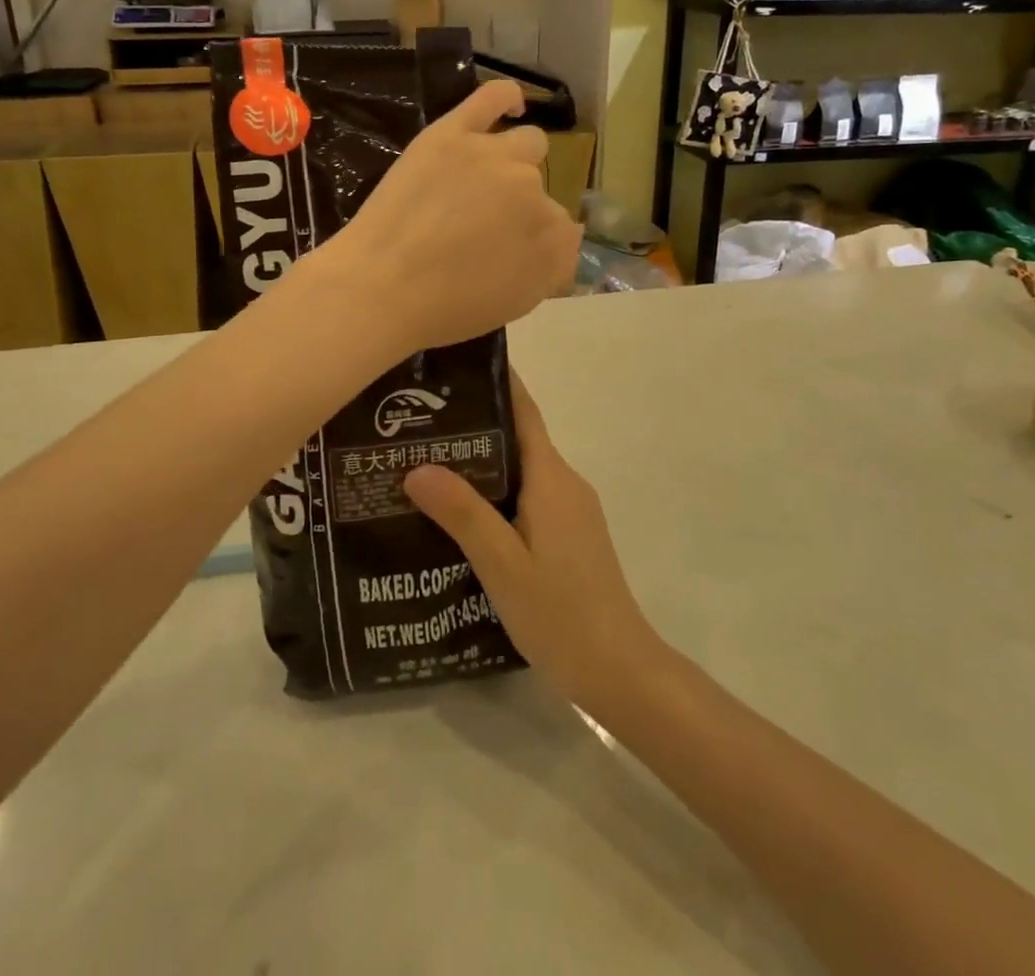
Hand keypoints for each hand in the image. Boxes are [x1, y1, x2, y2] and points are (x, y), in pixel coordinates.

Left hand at [324, 78, 581, 351]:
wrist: (380, 287)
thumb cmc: (445, 308)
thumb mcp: (516, 304)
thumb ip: (551, 269)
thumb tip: (567, 237)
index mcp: (552, 237)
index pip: (561, 230)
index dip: (533, 243)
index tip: (507, 256)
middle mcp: (533, 191)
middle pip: (541, 188)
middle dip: (519, 208)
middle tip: (481, 230)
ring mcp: (494, 157)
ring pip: (527, 145)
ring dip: (514, 163)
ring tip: (481, 184)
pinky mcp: (453, 134)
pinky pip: (492, 98)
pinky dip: (506, 98)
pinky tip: (511, 104)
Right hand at [404, 374, 664, 715]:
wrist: (618, 669)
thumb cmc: (560, 612)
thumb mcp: (502, 563)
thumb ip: (462, 513)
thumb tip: (417, 465)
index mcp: (552, 478)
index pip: (523, 412)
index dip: (494, 383)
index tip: (453, 365)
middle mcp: (564, 483)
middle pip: (518, 438)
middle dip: (473, 424)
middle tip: (416, 420)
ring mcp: (570, 510)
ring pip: (521, 470)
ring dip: (481, 461)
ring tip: (424, 462)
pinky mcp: (569, 535)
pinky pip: (527, 496)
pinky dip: (495, 491)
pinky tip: (459, 512)